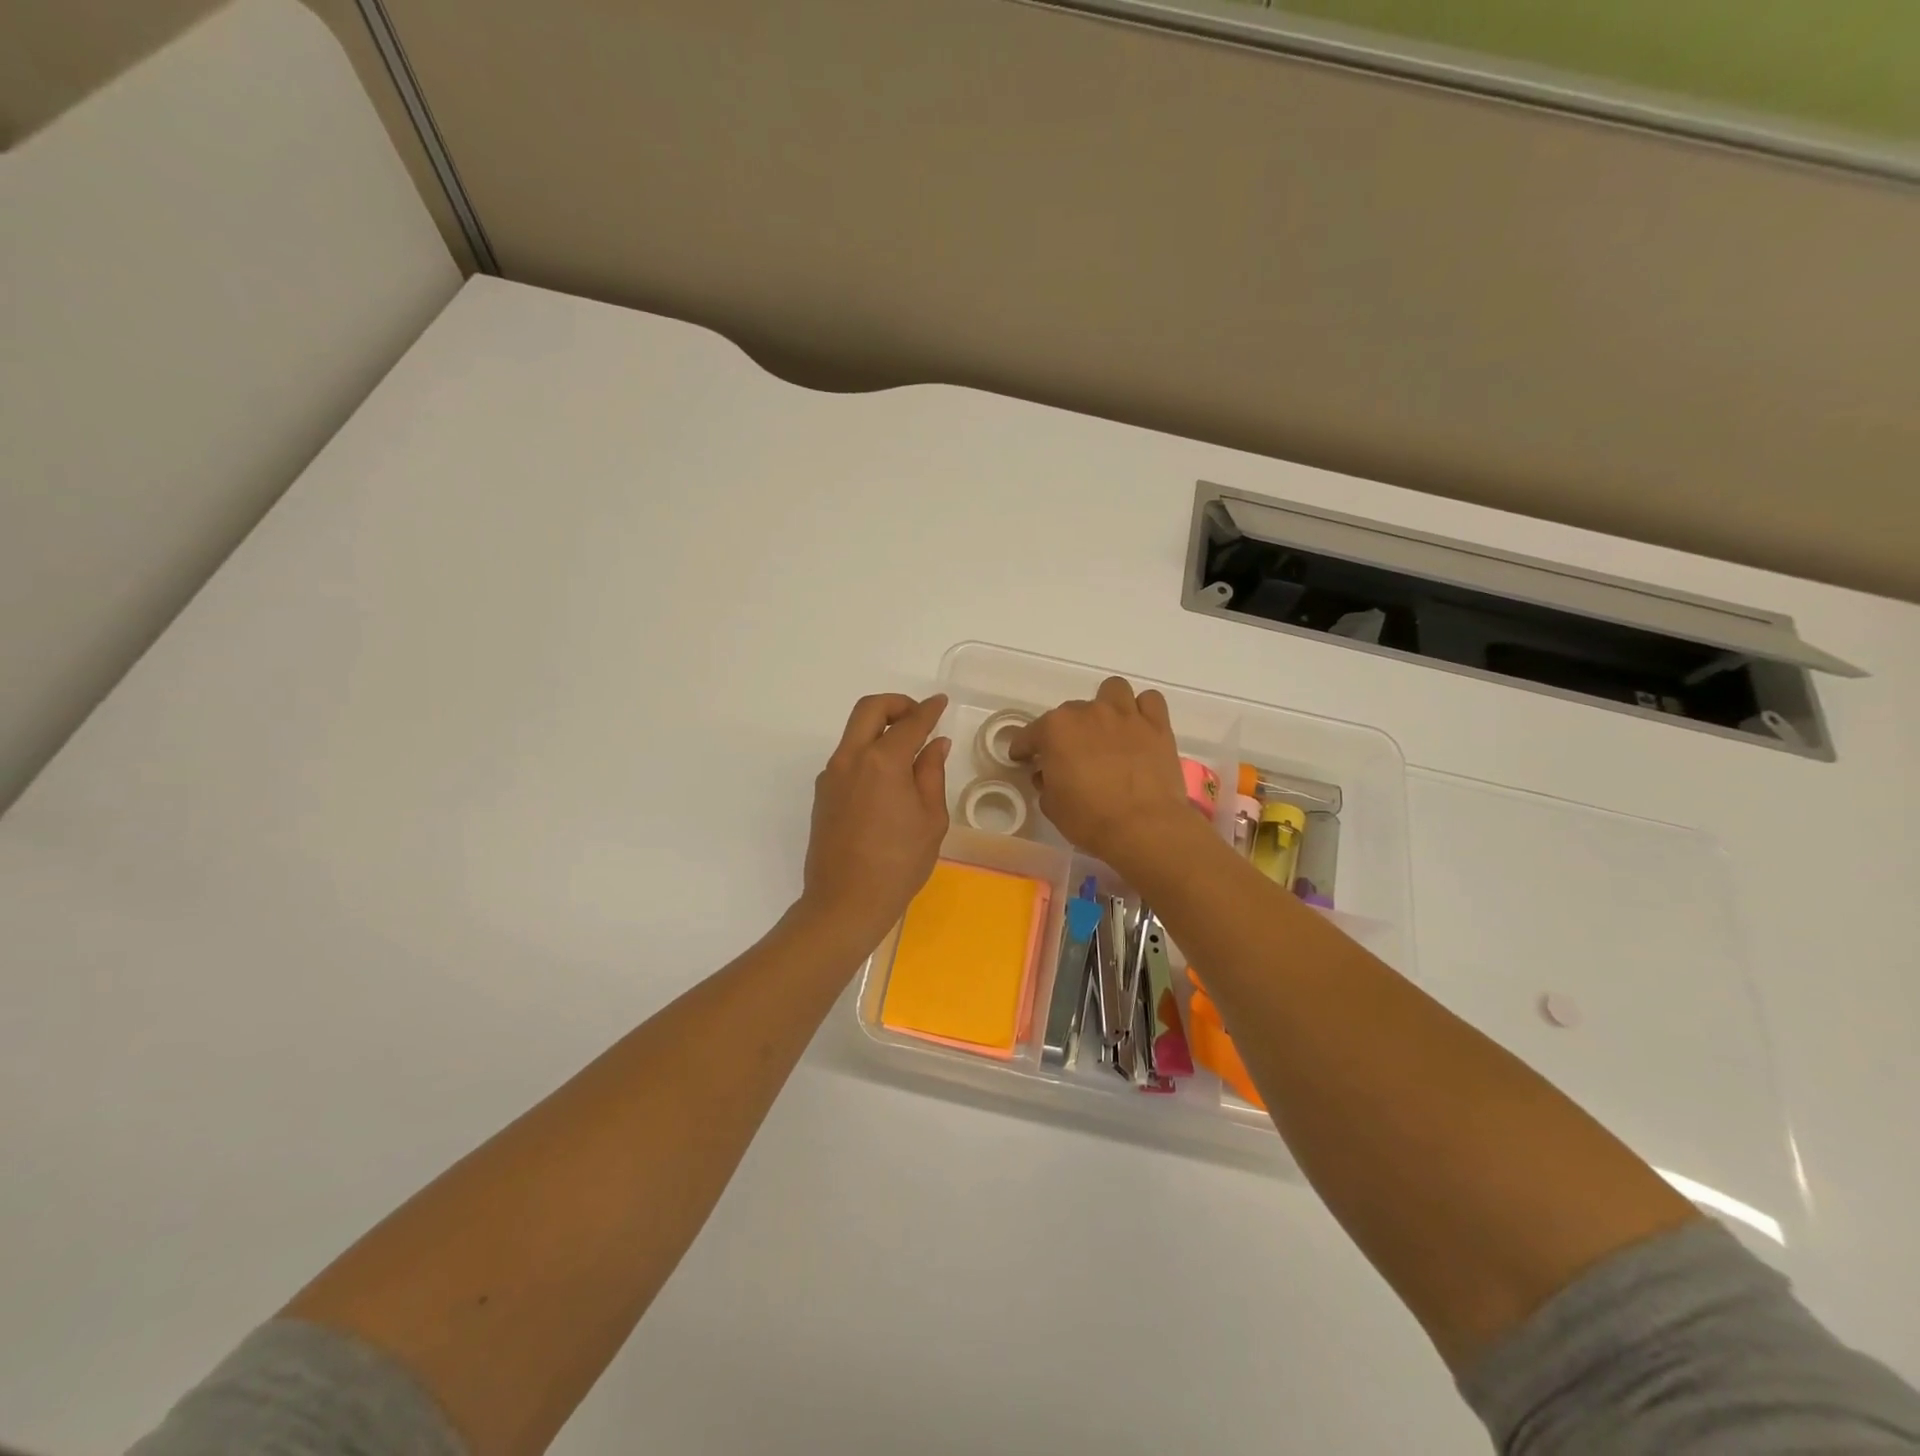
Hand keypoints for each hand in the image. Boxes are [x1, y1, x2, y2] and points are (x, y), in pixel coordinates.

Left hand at [799, 693, 951, 951]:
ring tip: (907, 752)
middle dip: (897, 704)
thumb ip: (932, 774)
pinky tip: (887, 779)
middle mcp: (851, 759)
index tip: (941, 703)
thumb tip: (935, 745)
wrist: (845, 902)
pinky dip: (868, 752)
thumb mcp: (930, 819)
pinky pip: (847, 757)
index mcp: (883, 761)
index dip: (929, 710)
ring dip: (879, 728)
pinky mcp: (822, 794)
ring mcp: (831, 775)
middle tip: (919, 717)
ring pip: (854, 732)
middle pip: (869, 710)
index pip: (910, 722)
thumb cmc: (899, 863)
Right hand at [1010, 677, 1197, 869]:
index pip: (1030, 734)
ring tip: (1107, 729)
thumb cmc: (1089, 819)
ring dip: (1106, 705)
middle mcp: (1089, 712)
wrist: (1143, 828)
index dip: (1024, 748)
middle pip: (1070, 712)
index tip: (1024, 758)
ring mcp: (1125, 715)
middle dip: (1067, 732)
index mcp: (1056, 730)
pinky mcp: (1157, 725)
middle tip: (1072, 756)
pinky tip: (1138, 729)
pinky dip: (1142, 710)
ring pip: (1113, 690)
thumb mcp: (1052, 806)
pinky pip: (1149, 700)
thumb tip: (1048, 774)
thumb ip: (1046, 783)